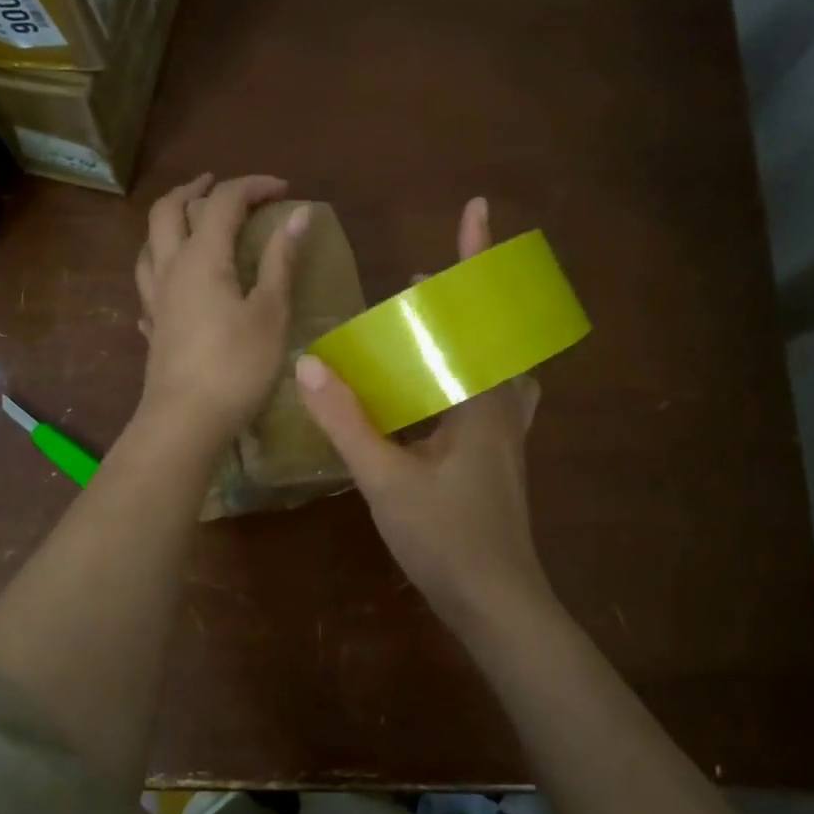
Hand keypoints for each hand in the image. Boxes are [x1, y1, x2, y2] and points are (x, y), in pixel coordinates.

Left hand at [134, 173, 308, 447]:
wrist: (185, 422)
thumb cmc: (236, 366)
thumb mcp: (270, 312)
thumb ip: (280, 260)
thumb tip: (298, 214)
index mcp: (202, 257)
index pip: (223, 202)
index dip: (253, 186)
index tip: (284, 190)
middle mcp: (170, 268)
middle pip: (168, 210)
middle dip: (194, 189)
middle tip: (217, 185)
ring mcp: (155, 299)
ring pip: (149, 243)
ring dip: (169, 222)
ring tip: (191, 223)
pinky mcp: (152, 327)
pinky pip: (148, 282)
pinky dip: (162, 266)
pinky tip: (174, 281)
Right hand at [295, 197, 549, 625]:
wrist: (498, 605)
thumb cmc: (447, 540)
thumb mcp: (387, 480)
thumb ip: (348, 422)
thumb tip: (309, 365)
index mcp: (481, 399)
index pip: (479, 312)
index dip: (477, 258)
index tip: (474, 209)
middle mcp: (501, 407)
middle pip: (491, 332)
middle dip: (462, 298)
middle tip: (419, 286)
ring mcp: (504, 435)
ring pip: (493, 367)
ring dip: (464, 337)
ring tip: (428, 327)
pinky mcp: (497, 459)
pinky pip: (487, 398)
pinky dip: (463, 377)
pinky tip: (434, 395)